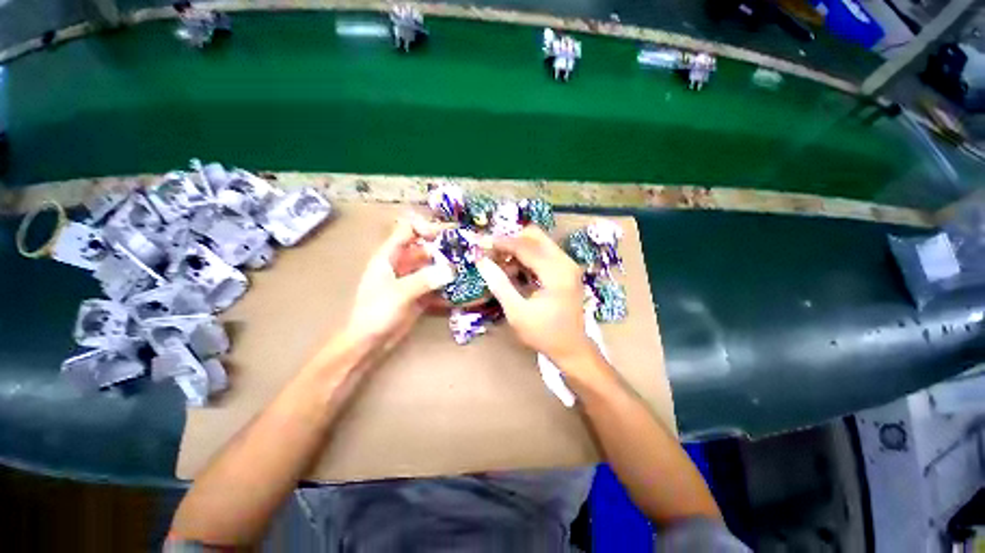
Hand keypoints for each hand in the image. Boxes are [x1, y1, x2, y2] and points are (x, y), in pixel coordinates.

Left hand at [346, 215, 453, 347]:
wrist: (369, 341)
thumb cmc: (376, 312)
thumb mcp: (399, 293)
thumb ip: (424, 279)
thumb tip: (451, 270)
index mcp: (389, 256)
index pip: (408, 231)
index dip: (426, 228)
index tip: (448, 234)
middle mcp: (401, 264)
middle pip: (425, 248)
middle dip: (443, 248)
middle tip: (466, 251)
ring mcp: (411, 279)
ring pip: (432, 266)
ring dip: (447, 266)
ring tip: (469, 266)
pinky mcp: (418, 294)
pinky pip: (435, 284)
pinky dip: (446, 284)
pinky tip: (461, 286)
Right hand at [476, 227, 596, 366]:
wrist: (571, 348)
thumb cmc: (544, 333)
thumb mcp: (516, 312)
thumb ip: (499, 284)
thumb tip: (481, 261)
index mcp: (556, 273)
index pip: (525, 247)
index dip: (501, 243)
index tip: (480, 244)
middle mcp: (565, 262)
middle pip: (535, 236)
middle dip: (511, 241)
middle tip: (493, 254)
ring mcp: (567, 265)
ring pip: (538, 242)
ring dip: (517, 248)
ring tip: (500, 265)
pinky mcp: (565, 269)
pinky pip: (543, 253)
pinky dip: (526, 257)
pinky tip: (514, 271)